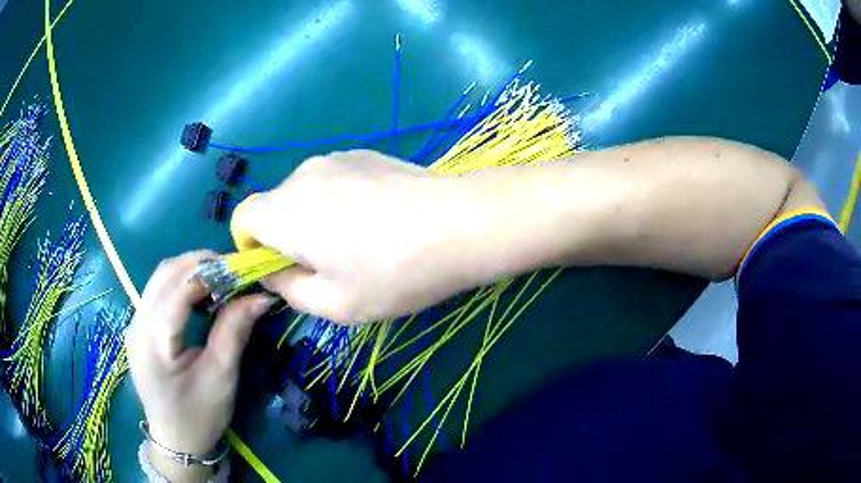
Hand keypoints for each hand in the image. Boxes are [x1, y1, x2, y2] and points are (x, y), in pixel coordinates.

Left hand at [126, 251, 273, 480]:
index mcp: (153, 339)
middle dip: (202, 263)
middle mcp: (137, 323)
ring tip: (220, 280)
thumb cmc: (199, 416)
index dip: (212, 271)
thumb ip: (234, 331)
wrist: (176, 442)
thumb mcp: (221, 377)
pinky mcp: (139, 327)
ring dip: (191, 270)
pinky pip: (158, 291)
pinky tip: (200, 295)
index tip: (244, 270)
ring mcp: (134, 323)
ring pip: (160, 277)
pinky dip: (181, 283)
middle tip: (235, 272)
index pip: (180, 286)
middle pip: (166, 273)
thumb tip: (260, 295)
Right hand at [235, 151, 487, 324]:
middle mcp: (303, 174)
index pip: (242, 218)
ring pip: (305, 193)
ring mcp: (337, 158)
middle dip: (287, 237)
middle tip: (329, 265)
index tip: (282, 268)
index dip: (251, 247)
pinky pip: (333, 181)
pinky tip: (380, 218)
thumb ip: (288, 290)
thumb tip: (272, 272)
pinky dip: (340, 202)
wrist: (462, 224)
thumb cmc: (394, 273)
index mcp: (285, 211)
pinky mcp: (365, 154)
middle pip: (274, 206)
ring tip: (362, 242)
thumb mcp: (334, 304)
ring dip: (316, 219)